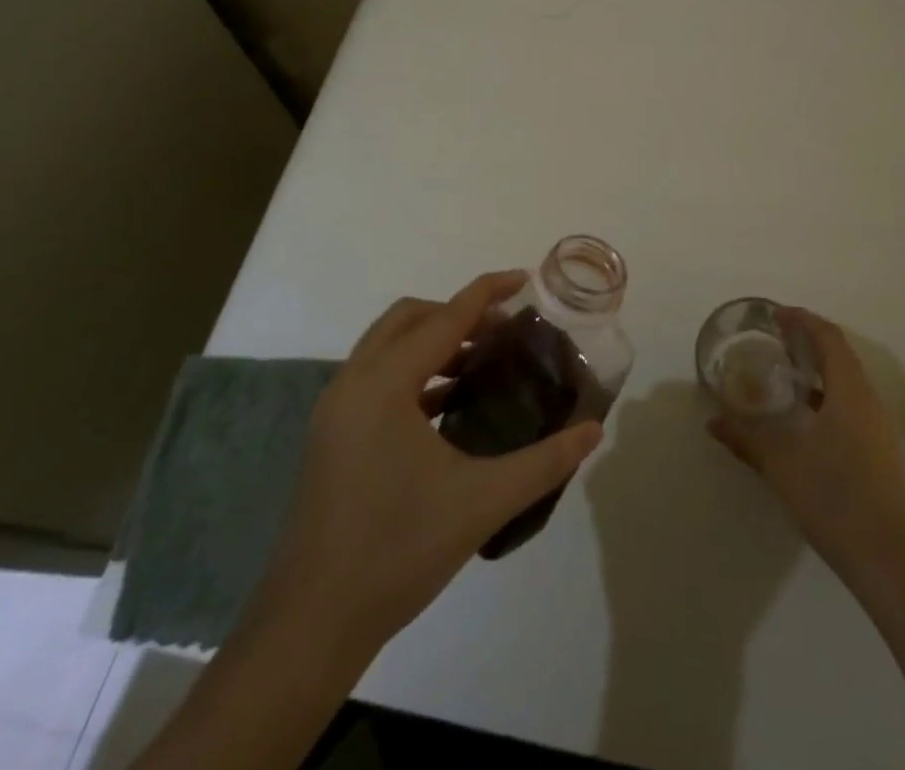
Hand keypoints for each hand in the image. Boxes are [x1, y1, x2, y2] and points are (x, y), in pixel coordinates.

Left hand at [253, 270, 604, 666]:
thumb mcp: (482, 503)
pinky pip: (377, 376)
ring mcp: (336, 409)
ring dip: (434, 340)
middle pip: (409, 318)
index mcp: (384, 385)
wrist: (311, 625)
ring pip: (388, 345)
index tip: (525, 278)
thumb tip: (593, 431)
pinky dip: (414, 371)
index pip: (445, 318)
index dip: (488, 292)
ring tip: (483, 360)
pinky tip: (448, 402)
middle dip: (458, 312)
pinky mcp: (332, 435)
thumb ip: (544, 462)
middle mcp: (353, 383)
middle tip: (504, 329)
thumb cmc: (397, 552)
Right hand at [707, 307, 904, 592]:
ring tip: (785, 372)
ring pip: (847, 381)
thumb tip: (712, 420)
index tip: (775, 314)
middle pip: (840, 355)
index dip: (803, 320)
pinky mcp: (878, 452)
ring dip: (818, 369)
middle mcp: (868, 402)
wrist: (886, 560)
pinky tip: (804, 416)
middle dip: (808, 341)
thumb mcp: (780, 463)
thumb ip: (746, 437)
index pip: (829, 338)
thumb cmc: (833, 498)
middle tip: (775, 338)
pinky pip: (851, 404)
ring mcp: (877, 428)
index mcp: (849, 392)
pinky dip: (826, 394)